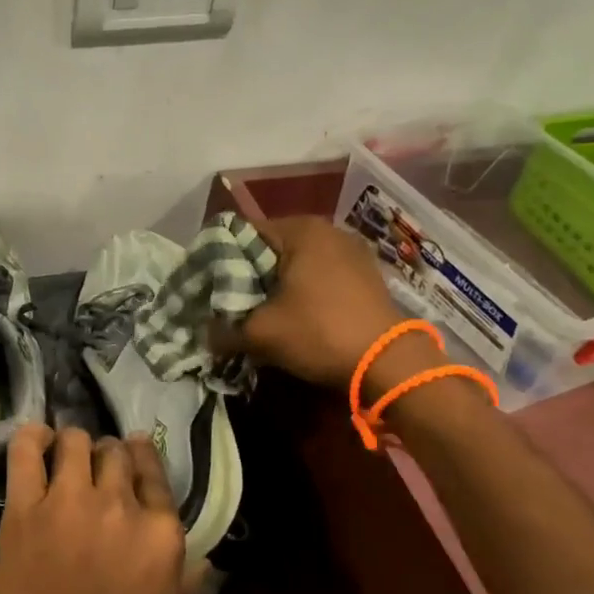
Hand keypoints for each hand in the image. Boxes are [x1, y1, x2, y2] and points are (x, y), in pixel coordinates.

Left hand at [0, 425, 187, 593]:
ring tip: (64, 456)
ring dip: (73, 445)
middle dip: (108, 456)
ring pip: (76, 442)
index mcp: (161, 532)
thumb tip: (203, 558)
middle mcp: (121, 505)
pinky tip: (36, 440)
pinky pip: (28, 451)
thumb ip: (188, 582)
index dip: (142, 457)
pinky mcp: (26, 507)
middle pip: (116, 454)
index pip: (154, 474)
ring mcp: (71, 501)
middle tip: (94, 468)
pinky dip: (32, 437)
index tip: (133, 450)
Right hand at [215, 215, 441, 394]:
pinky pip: (320, 276)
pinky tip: (294, 315)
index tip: (208, 287)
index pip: (242, 234)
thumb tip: (204, 335)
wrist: (389, 363)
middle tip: (229, 302)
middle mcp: (328, 231)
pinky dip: (302, 291)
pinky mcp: (366, 275)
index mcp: (300, 230)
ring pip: (296, 263)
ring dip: (276, 284)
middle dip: (249, 275)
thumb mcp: (260, 334)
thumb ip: (223, 330)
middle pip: (270, 248)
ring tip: (259, 311)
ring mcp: (352, 251)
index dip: (219, 261)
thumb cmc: (319, 333)